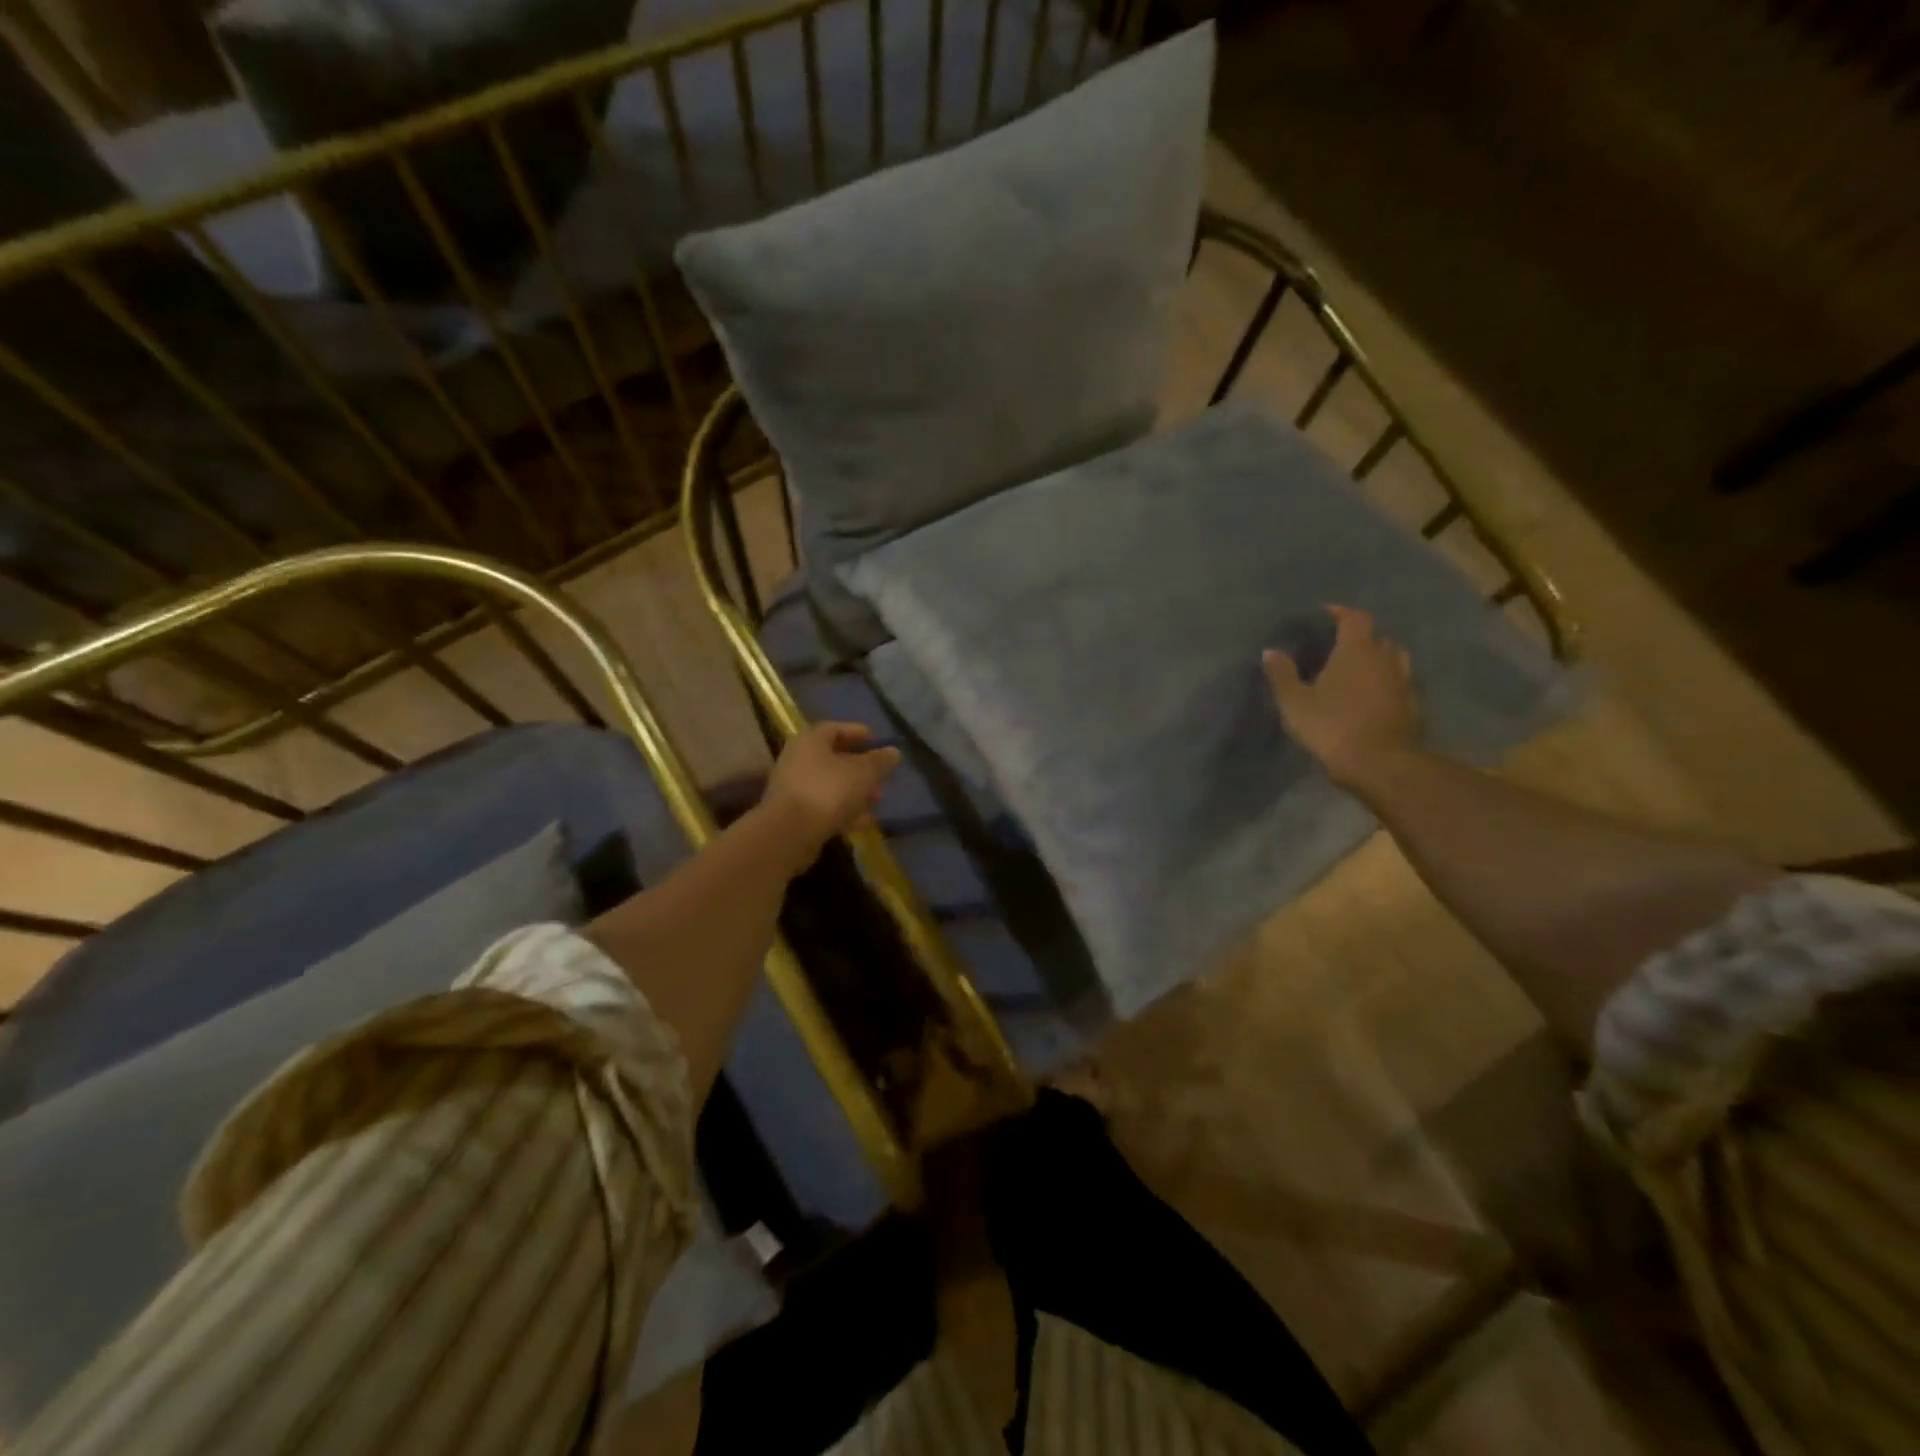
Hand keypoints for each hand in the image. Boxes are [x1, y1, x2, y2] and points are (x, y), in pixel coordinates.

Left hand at [760, 722, 902, 865]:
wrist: (790, 832)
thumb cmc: (828, 790)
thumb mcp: (864, 772)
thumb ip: (881, 761)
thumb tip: (894, 752)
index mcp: (811, 740)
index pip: (836, 728)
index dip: (858, 732)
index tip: (877, 741)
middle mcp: (798, 759)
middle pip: (834, 758)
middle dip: (861, 768)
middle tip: (881, 777)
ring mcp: (793, 787)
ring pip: (831, 784)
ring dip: (855, 791)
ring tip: (876, 801)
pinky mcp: (794, 814)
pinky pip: (824, 806)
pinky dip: (843, 810)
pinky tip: (862, 821)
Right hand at [1264, 605, 1418, 789]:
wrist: (1379, 763)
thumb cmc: (1332, 726)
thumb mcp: (1295, 702)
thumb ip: (1282, 674)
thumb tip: (1270, 651)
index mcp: (1357, 650)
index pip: (1354, 618)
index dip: (1340, 612)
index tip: (1325, 614)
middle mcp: (1385, 658)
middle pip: (1376, 637)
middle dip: (1358, 637)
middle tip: (1337, 646)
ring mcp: (1404, 681)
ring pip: (1393, 659)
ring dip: (1377, 659)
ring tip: (1357, 669)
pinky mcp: (1412, 705)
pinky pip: (1399, 683)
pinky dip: (1385, 682)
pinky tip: (1371, 696)